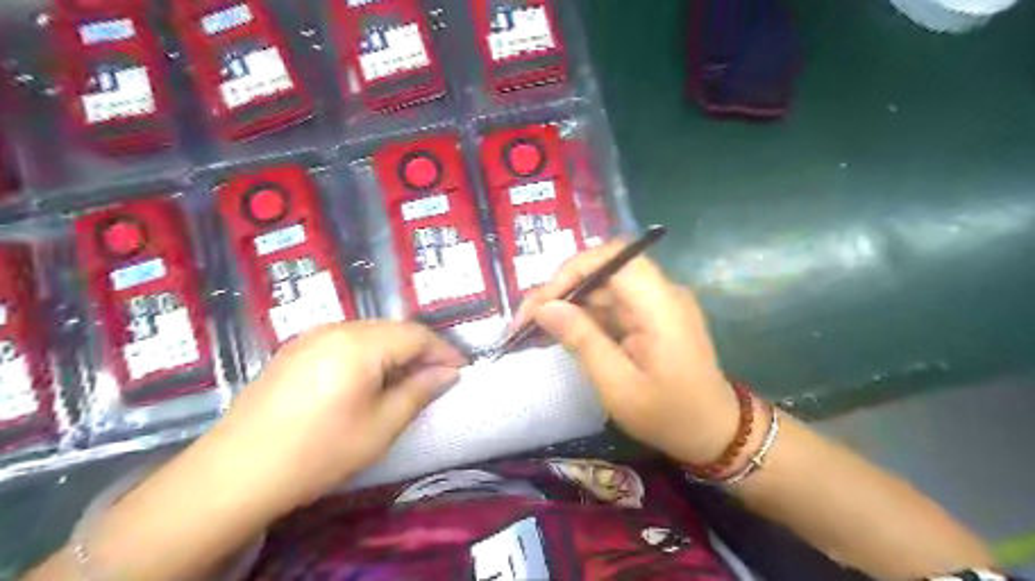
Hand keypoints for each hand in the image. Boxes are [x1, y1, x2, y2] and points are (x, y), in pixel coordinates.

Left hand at [212, 322, 466, 512]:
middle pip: (393, 329)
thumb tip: (449, 373)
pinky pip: (345, 340)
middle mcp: (336, 329)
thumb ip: (419, 392)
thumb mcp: (380, 426)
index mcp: (360, 344)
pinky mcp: (295, 349)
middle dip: (420, 349)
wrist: (235, 473)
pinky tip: (369, 378)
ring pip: (370, 332)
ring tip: (407, 379)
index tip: (462, 370)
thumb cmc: (318, 452)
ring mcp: (311, 336)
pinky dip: (369, 353)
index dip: (443, 351)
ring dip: (395, 350)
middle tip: (437, 377)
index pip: (416, 335)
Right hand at [512, 243, 738, 464]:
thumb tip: (545, 307)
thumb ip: (582, 340)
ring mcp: (655, 304)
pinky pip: (611, 306)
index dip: (572, 271)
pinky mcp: (649, 317)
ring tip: (532, 329)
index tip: (542, 303)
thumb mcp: (618, 385)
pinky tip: (559, 333)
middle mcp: (660, 293)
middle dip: (561, 291)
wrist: (715, 434)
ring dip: (567, 305)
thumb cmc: (670, 415)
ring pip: (602, 289)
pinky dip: (583, 317)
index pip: (613, 258)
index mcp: (660, 304)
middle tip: (525, 321)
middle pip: (603, 272)